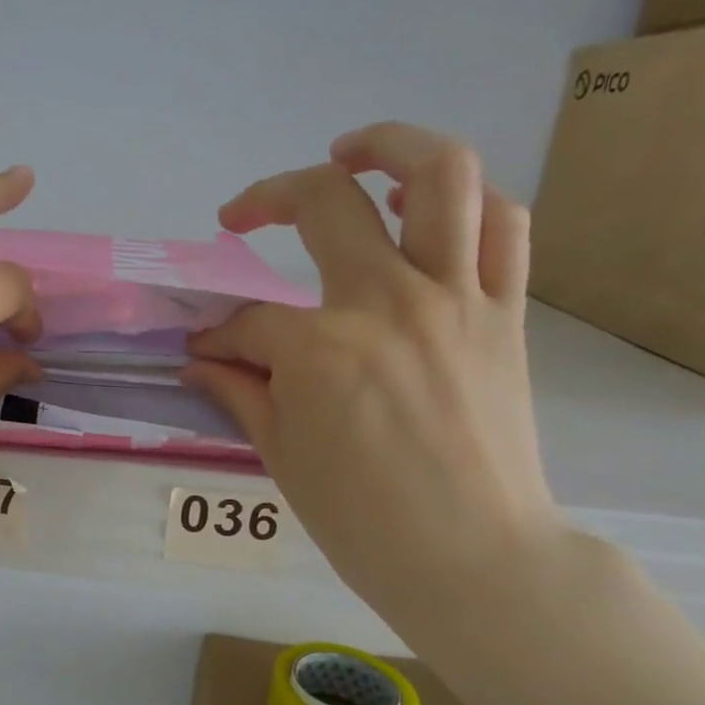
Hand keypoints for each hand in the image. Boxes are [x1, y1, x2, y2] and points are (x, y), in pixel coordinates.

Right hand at [183, 122, 565, 631]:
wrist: (474, 557)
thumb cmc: (362, 520)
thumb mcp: (280, 455)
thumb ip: (238, 391)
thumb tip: (199, 359)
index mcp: (320, 348)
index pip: (249, 323)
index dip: (217, 337)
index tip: (205, 354)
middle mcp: (388, 301)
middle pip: (327, 203)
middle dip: (268, 198)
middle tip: (243, 213)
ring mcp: (457, 298)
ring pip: (440, 176)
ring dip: (390, 146)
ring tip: (353, 154)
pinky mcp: (505, 312)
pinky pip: (503, 226)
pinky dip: (467, 203)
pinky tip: (431, 213)